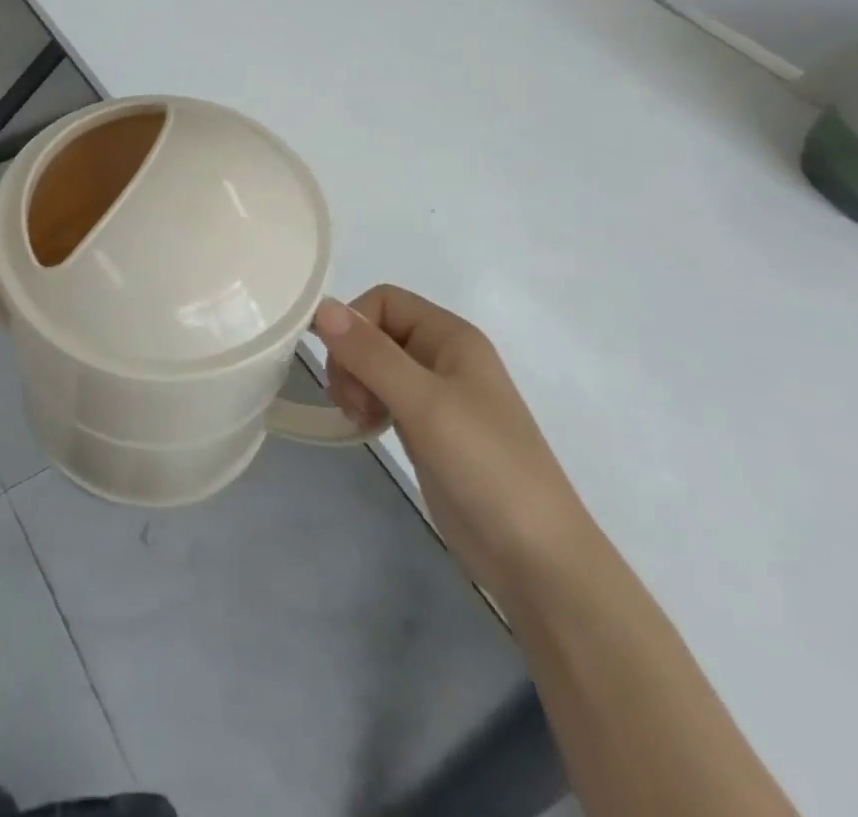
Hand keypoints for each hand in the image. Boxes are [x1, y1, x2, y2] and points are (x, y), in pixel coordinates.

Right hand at [314, 286, 592, 605]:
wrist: (536, 557)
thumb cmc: (485, 465)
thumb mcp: (424, 402)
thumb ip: (371, 354)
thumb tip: (322, 307)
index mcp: (451, 336)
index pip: (384, 300)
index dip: (355, 325)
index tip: (343, 368)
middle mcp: (443, 356)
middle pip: (376, 331)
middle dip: (352, 359)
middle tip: (353, 402)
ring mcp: (437, 394)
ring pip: (375, 365)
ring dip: (355, 384)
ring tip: (360, 418)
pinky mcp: (428, 428)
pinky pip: (383, 396)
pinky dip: (367, 406)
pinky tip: (368, 429)